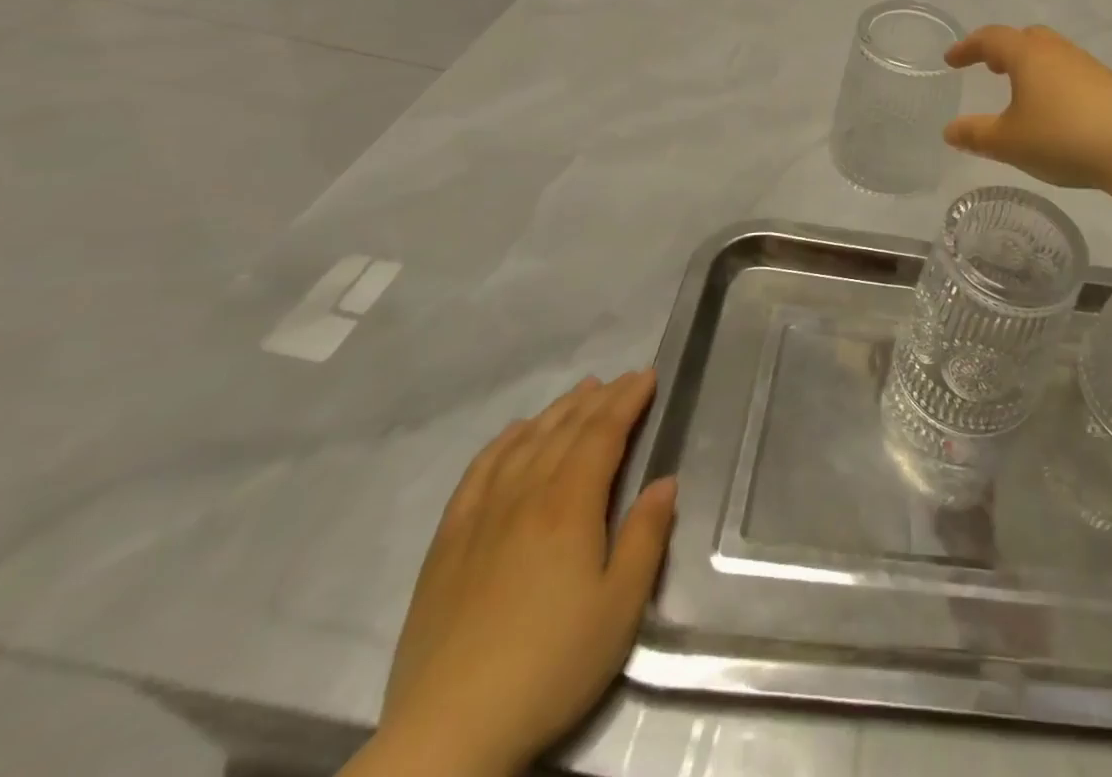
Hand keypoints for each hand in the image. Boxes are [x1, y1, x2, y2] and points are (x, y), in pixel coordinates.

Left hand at [362, 372, 676, 776]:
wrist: (448, 734)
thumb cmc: (551, 666)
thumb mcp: (620, 607)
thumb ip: (646, 537)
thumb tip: (664, 482)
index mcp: (569, 506)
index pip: (603, 433)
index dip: (627, 400)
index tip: (648, 376)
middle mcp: (524, 496)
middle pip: (565, 430)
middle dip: (599, 398)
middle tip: (624, 378)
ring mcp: (480, 517)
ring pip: (524, 443)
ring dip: (557, 411)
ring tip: (581, 390)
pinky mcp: (447, 544)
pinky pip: (477, 473)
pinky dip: (501, 443)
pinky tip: (514, 433)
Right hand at [943, 25, 1111, 189]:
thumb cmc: (1061, 136)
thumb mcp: (1008, 142)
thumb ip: (976, 135)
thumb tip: (950, 130)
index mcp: (1028, 55)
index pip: (991, 39)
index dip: (968, 47)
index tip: (951, 60)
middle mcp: (1057, 51)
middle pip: (1026, 38)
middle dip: (1004, 50)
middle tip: (990, 67)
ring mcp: (1088, 66)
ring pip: (1052, 56)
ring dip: (1031, 67)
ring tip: (1021, 92)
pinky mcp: (1109, 86)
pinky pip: (1071, 74)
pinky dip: (1053, 83)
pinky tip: (1055, 111)